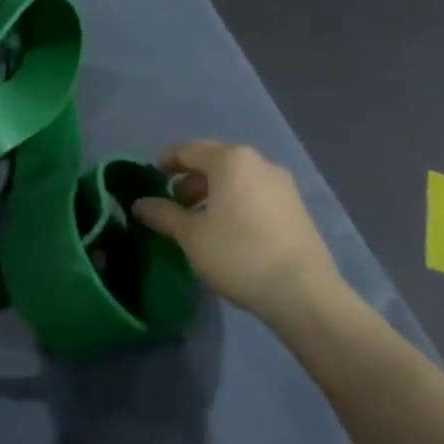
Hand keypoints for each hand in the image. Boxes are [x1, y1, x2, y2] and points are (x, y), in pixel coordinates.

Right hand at [133, 141, 344, 318]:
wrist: (304, 294)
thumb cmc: (239, 254)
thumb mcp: (191, 236)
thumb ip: (163, 215)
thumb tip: (139, 204)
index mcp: (231, 160)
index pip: (188, 150)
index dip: (165, 162)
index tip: (150, 179)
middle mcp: (259, 163)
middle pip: (215, 161)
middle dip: (190, 179)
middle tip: (173, 203)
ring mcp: (282, 185)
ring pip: (237, 179)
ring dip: (213, 193)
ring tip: (198, 221)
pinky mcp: (296, 209)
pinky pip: (255, 194)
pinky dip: (235, 203)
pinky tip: (228, 231)